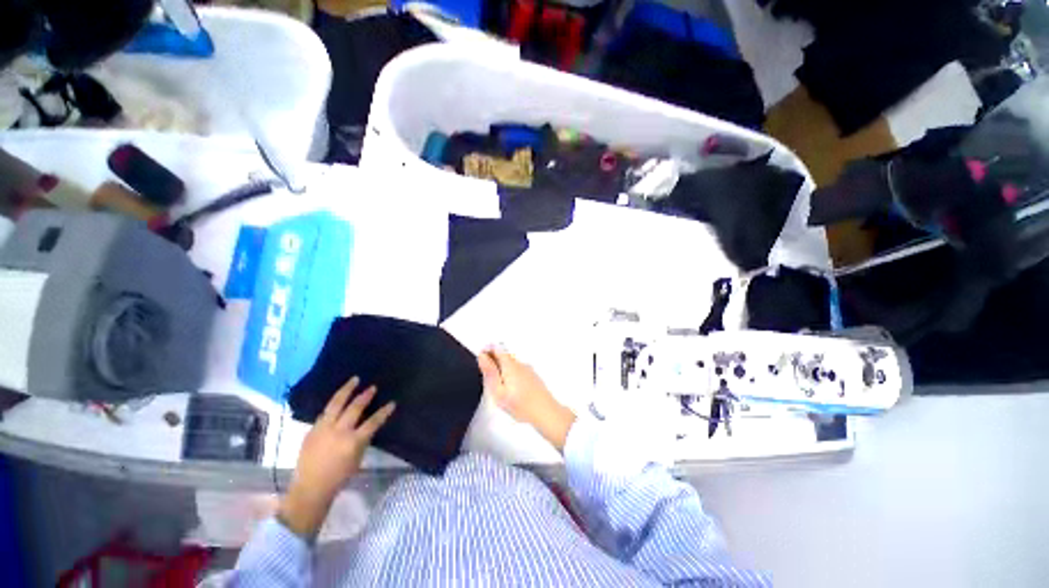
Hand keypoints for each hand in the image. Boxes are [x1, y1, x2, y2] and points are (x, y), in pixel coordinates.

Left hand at [278, 377, 394, 539]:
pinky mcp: (312, 430)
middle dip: (365, 396)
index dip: (384, 412)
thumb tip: (367, 427)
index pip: (373, 422)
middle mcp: (338, 432)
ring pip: (336, 404)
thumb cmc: (338, 477)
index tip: (392, 403)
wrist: (310, 488)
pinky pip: (325, 412)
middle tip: (372, 387)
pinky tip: (338, 399)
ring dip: (346, 390)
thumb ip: (362, 441)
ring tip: (354, 380)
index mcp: (353, 442)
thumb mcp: (357, 459)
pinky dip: (333, 404)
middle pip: (354, 408)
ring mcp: (323, 429)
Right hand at [478, 349, 574, 451]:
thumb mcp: (498, 391)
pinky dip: (511, 373)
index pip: (496, 348)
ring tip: (498, 384)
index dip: (486, 351)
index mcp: (510, 364)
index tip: (481, 359)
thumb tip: (482, 357)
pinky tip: (511, 388)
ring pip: (511, 362)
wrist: (545, 412)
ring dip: (502, 367)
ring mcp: (527, 369)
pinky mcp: (532, 376)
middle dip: (493, 360)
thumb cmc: (521, 405)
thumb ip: (490, 372)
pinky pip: (518, 369)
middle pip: (504, 354)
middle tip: (488, 375)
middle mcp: (519, 363)